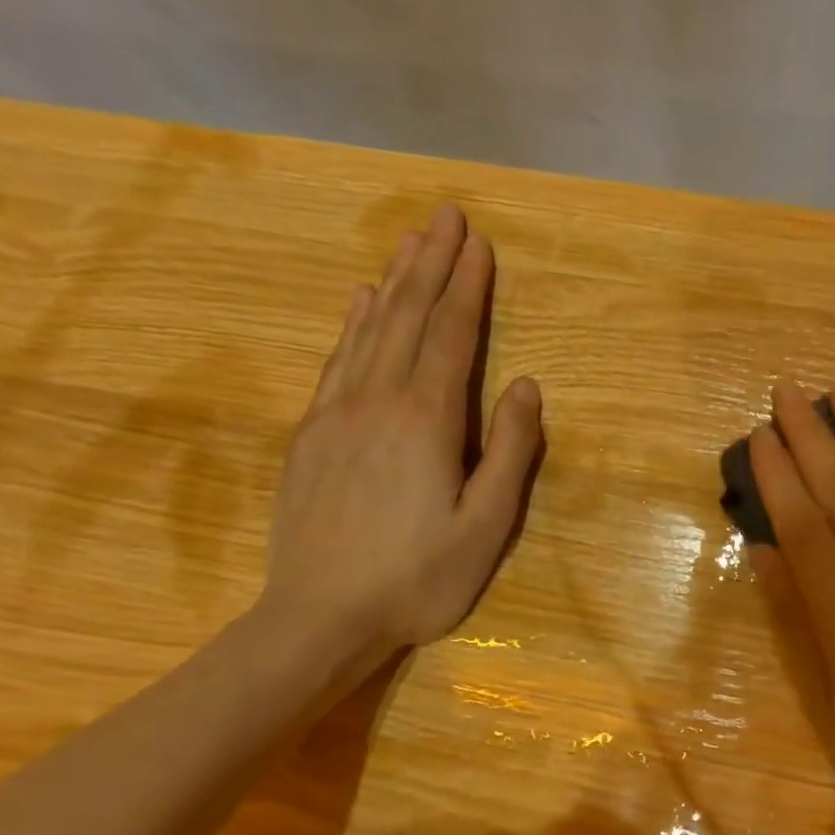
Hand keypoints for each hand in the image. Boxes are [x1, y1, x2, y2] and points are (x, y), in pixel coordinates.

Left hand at [261, 202, 541, 661]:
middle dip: (431, 264)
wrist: (317, 619)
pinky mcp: (310, 435)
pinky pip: (337, 361)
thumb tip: (524, 387)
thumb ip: (510, 453)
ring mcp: (335, 414)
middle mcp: (377, 401)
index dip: (467, 286)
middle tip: (446, 215)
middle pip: (407, 317)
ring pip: (369, 330)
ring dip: (393, 281)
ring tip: (411, 241)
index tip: (479, 241)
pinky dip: (354, 323)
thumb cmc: (417, 579)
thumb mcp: (486, 526)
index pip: (451, 335)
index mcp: (426, 421)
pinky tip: (361, 302)